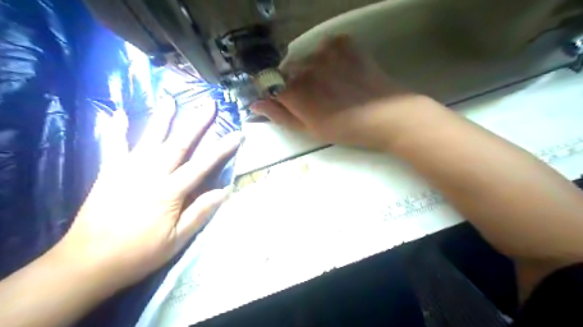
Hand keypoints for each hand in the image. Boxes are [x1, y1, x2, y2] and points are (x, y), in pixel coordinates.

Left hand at [52, 98, 240, 290]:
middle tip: (209, 104)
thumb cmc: (139, 254)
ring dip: (162, 118)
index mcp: (170, 191)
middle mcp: (150, 174)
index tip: (237, 135)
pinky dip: (116, 129)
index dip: (222, 149)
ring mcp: (127, 171)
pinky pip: (113, 147)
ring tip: (170, 98)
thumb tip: (225, 191)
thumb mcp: (177, 239)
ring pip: (149, 139)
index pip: (203, 165)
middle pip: (178, 144)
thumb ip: (201, 212)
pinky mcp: (108, 173)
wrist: (87, 264)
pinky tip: (119, 114)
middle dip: (196, 123)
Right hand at [251, 34, 436, 149]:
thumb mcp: (309, 130)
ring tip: (331, 86)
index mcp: (293, 91)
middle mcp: (304, 66)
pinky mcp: (343, 43)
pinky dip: (328, 58)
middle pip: (287, 71)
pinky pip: (325, 47)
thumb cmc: (346, 129)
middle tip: (315, 98)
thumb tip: (255, 105)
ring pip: (305, 59)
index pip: (269, 85)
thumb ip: (280, 116)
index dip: (276, 94)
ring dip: (311, 70)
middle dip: (294, 83)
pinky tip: (341, 71)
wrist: (387, 116)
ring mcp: (324, 51)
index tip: (286, 102)